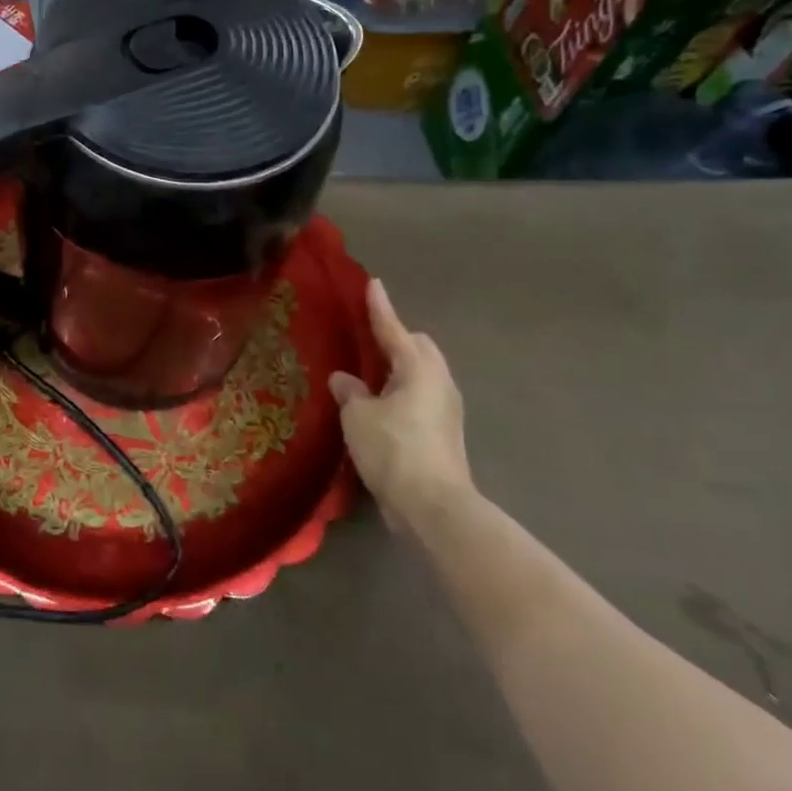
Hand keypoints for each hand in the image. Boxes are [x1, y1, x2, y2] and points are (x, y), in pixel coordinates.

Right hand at [329, 278, 473, 531]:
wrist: (433, 506)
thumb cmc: (393, 450)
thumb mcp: (357, 417)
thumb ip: (350, 392)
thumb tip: (345, 380)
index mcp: (418, 369)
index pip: (394, 328)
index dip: (380, 307)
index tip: (372, 284)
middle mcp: (438, 382)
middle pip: (418, 348)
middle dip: (396, 338)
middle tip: (368, 338)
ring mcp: (446, 409)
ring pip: (422, 374)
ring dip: (400, 368)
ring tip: (370, 373)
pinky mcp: (444, 433)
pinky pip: (421, 397)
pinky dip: (402, 392)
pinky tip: (380, 406)